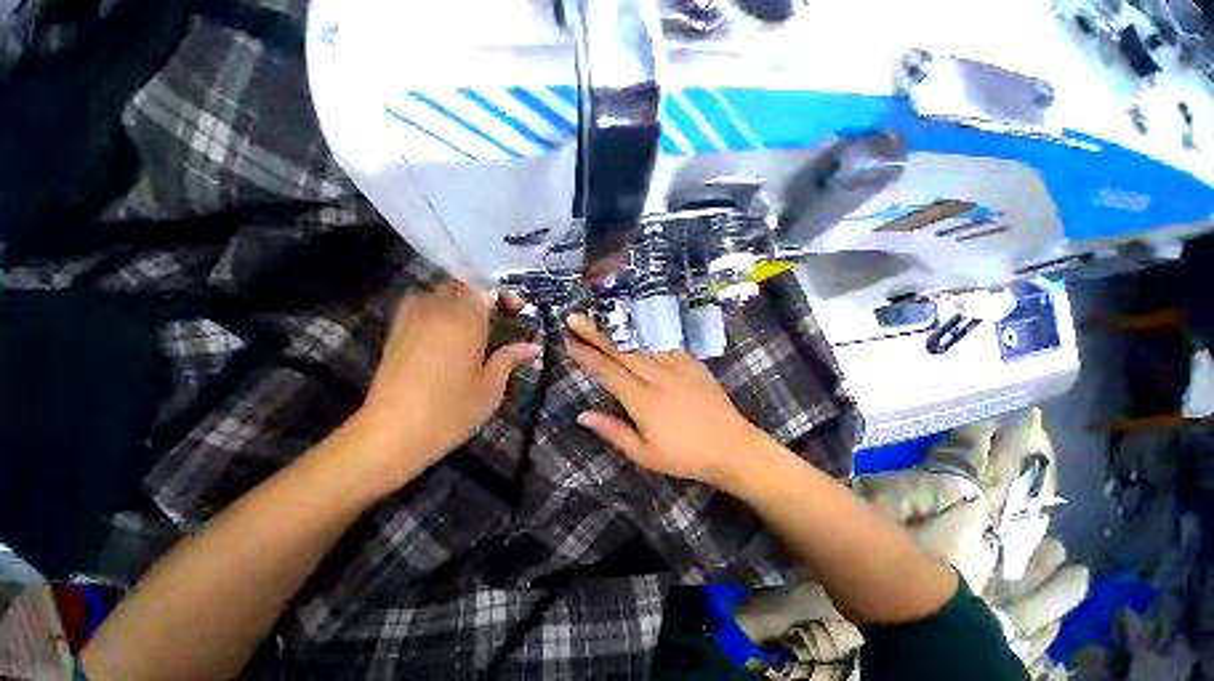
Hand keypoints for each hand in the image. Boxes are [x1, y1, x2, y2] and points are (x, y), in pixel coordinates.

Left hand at [355, 282, 539, 488]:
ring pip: (441, 293)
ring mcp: (411, 318)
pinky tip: (448, 333)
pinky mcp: (396, 331)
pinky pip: (422, 305)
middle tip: (499, 320)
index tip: (517, 312)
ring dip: (461, 302)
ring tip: (476, 327)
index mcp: (463, 320)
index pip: (486, 289)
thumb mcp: (490, 388)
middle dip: (484, 298)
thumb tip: (533, 347)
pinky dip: (439, 310)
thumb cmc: (450, 412)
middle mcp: (436, 310)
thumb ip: (510, 359)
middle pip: (463, 287)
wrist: (390, 434)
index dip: (504, 296)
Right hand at [565, 313, 764, 486]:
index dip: (586, 356)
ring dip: (618, 331)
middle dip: (595, 334)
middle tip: (575, 319)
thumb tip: (582, 415)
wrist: (732, 447)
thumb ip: (612, 431)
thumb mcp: (644, 454)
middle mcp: (657, 376)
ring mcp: (677, 366)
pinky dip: (648, 335)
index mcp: (642, 399)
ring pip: (641, 343)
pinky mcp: (692, 363)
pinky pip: (665, 344)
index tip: (569, 342)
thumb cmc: (685, 456)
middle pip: (621, 351)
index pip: (607, 371)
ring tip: (600, 319)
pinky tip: (638, 328)